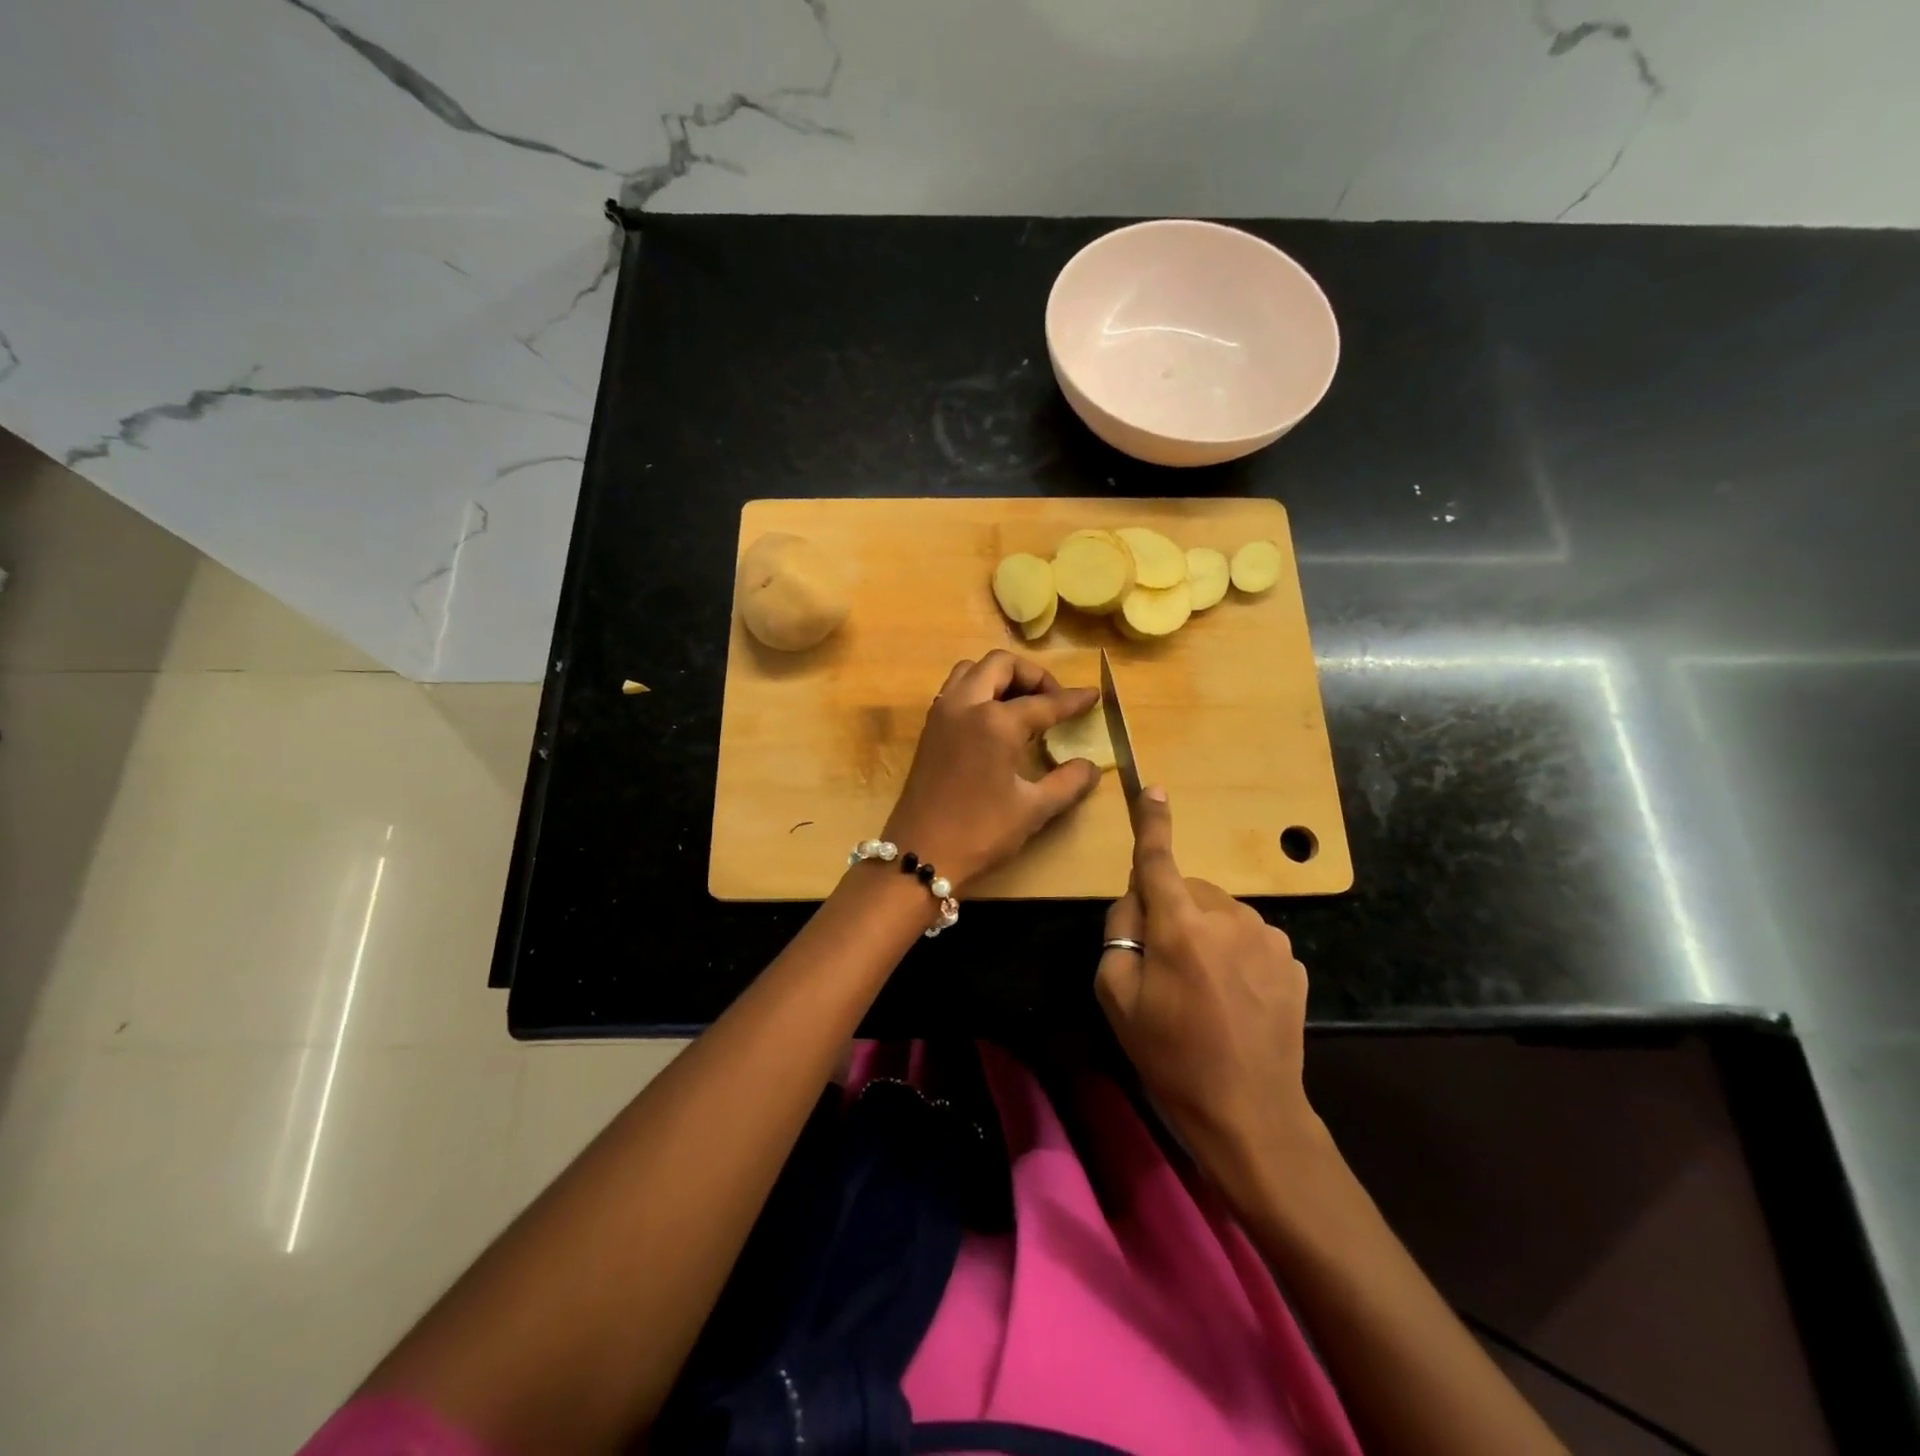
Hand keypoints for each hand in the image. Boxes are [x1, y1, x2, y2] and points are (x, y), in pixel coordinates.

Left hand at [881, 651, 1100, 892]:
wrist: (920, 853)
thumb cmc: (980, 832)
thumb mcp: (1033, 809)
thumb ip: (1067, 782)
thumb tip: (1091, 767)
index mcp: (995, 721)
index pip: (1043, 702)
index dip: (1072, 700)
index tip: (1093, 697)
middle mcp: (965, 705)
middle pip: (1000, 665)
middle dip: (1032, 675)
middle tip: (1053, 701)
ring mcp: (942, 714)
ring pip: (971, 670)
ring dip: (1000, 677)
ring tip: (1023, 705)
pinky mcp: (929, 729)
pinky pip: (955, 690)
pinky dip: (979, 690)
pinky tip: (995, 721)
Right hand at [1095, 787, 1318, 1205]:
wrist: (1251, 1114)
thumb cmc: (1171, 1056)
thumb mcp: (1117, 997)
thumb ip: (1119, 933)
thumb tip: (1136, 899)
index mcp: (1182, 925)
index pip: (1159, 861)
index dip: (1152, 824)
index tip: (1153, 789)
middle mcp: (1230, 917)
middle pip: (1187, 892)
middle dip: (1171, 914)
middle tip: (1163, 969)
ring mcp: (1268, 937)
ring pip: (1219, 914)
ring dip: (1204, 934)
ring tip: (1202, 990)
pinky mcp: (1292, 960)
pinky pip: (1247, 938)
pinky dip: (1233, 954)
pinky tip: (1234, 999)